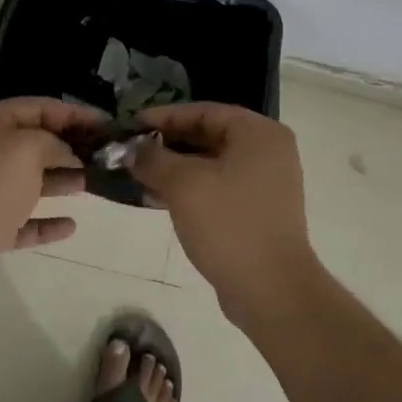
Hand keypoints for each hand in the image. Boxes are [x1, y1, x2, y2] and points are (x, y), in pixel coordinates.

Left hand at [0, 97, 101, 308]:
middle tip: (104, 157)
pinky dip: (44, 222)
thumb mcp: (26, 149)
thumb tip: (66, 154)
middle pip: (31, 143)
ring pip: (27, 182)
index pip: (35, 107)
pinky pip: (21, 221)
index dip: (72, 114)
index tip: (106, 125)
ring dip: (59, 181)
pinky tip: (70, 225)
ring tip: (93, 184)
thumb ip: (53, 143)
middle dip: (68, 148)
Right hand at [129, 102, 319, 317]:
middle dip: (166, 144)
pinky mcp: (256, 212)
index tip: (131, 125)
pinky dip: (188, 189)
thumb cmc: (229, 225)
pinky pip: (217, 188)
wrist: (271, 290)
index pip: (204, 112)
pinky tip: (156, 198)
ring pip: (210, 165)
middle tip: (130, 151)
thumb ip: (153, 159)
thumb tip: (132, 149)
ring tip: (136, 175)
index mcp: (259, 134)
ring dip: (173, 169)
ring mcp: (264, 184)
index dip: (164, 116)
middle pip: (208, 136)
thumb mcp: (184, 185)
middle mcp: (267, 152)